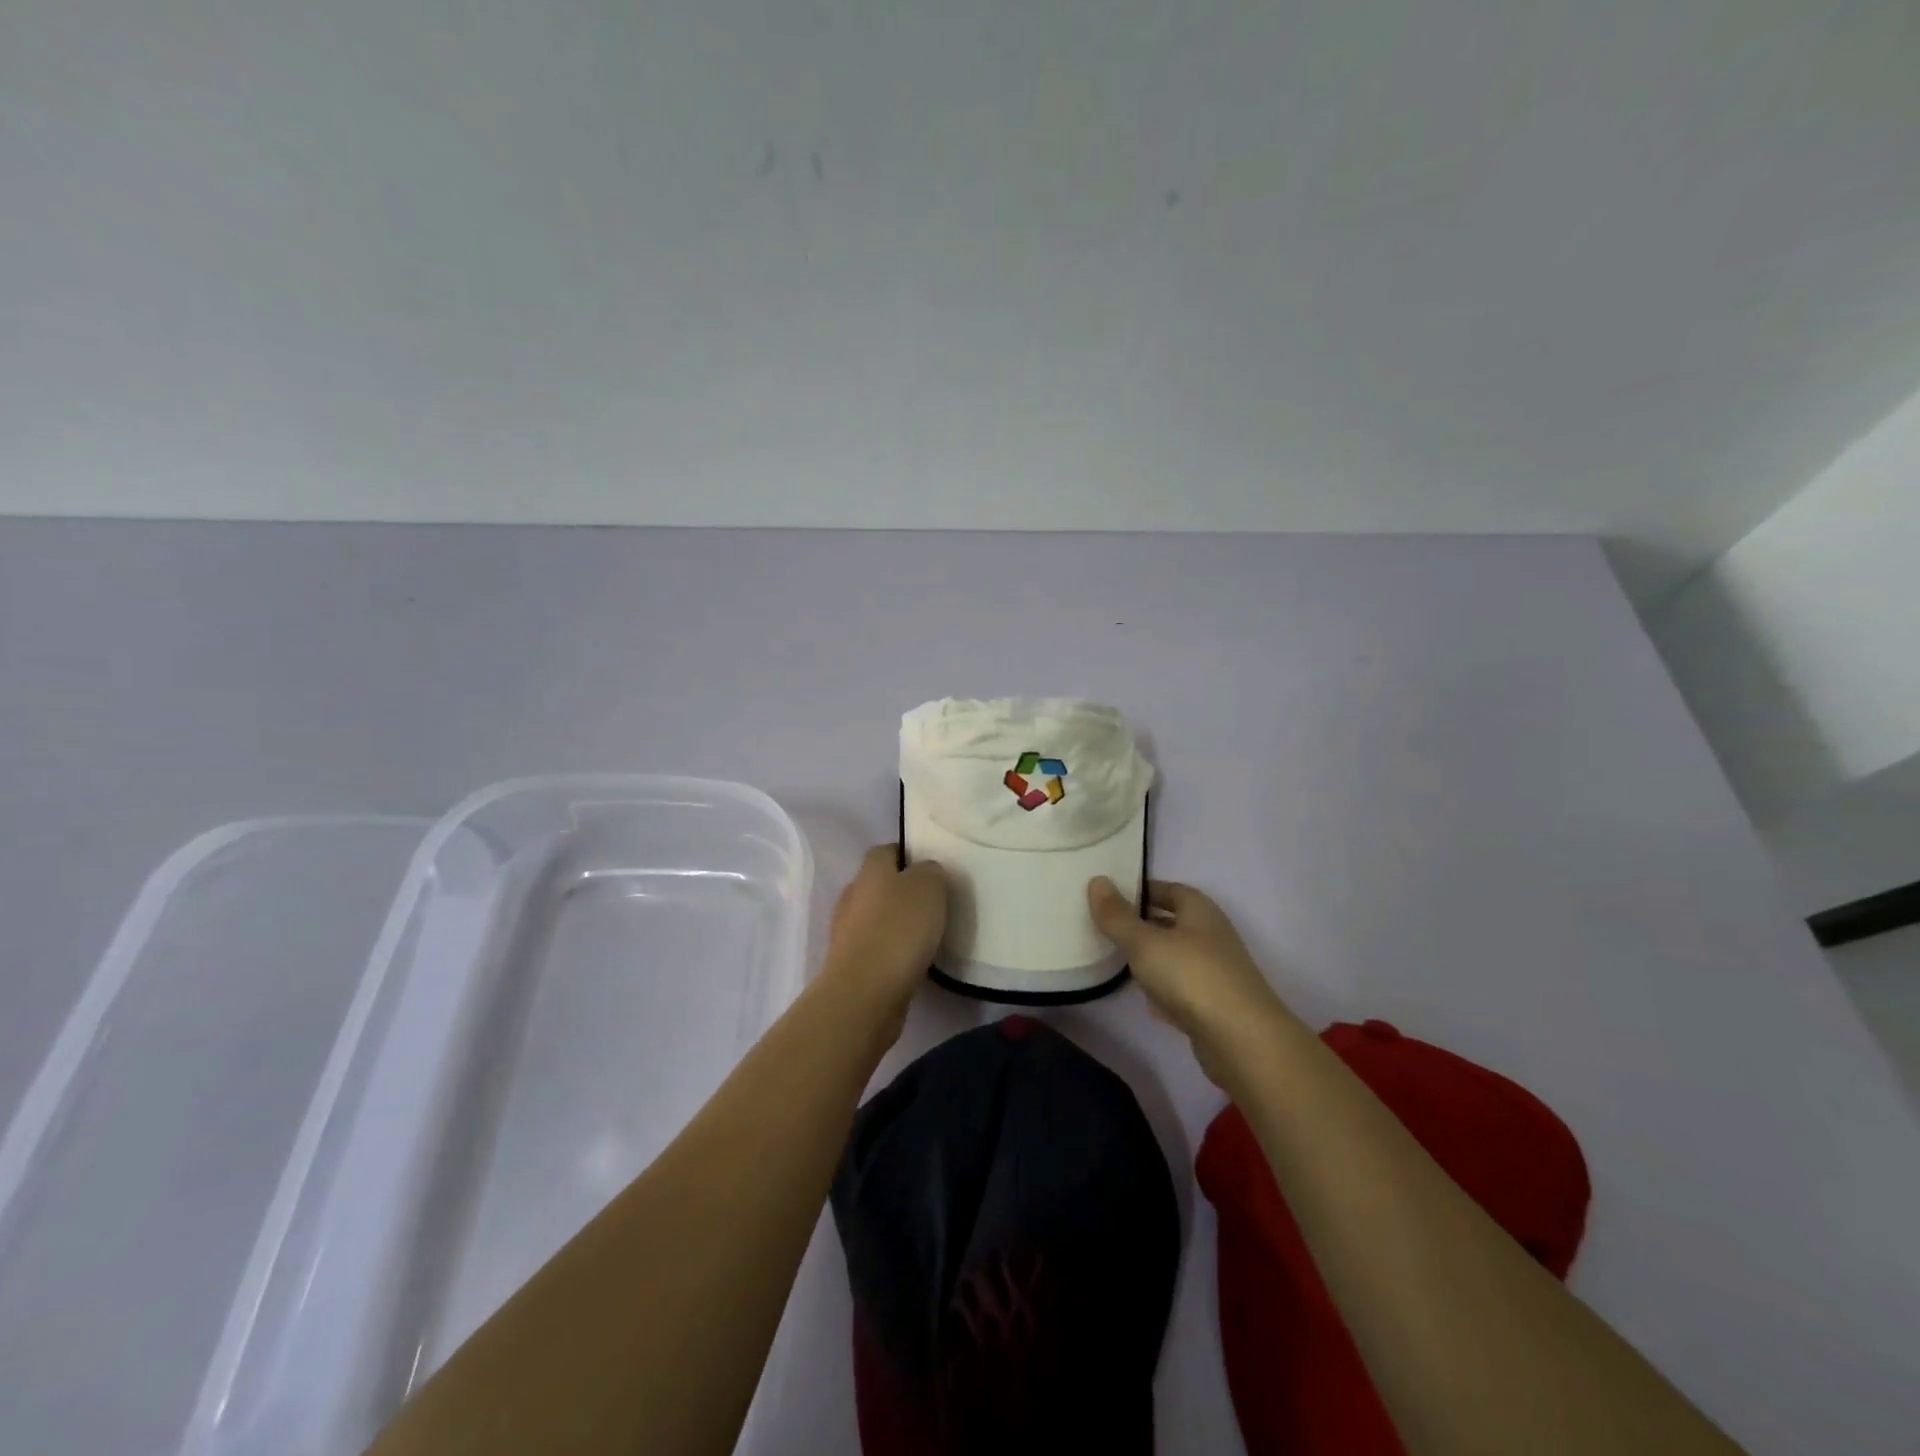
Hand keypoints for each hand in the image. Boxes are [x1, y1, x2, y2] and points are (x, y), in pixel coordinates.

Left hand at [818, 846, 947, 1037]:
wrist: (865, 994)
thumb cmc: (899, 929)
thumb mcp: (929, 887)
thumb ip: (931, 871)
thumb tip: (926, 872)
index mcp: (870, 870)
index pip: (887, 850)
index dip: (909, 855)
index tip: (934, 869)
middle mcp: (853, 895)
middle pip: (880, 884)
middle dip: (904, 891)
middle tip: (936, 903)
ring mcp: (847, 932)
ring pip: (877, 917)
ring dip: (898, 924)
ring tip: (929, 935)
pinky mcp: (851, 965)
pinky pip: (877, 948)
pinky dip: (893, 951)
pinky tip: (914, 961)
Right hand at [1088, 877, 1300, 1086]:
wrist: (1241, 1040)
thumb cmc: (1190, 976)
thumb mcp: (1144, 942)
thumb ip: (1117, 915)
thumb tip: (1096, 880)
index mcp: (1199, 911)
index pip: (1169, 889)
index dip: (1141, 890)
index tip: (1109, 896)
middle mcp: (1211, 936)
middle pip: (1173, 923)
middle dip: (1143, 925)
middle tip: (1106, 927)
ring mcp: (1216, 972)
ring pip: (1176, 957)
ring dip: (1152, 959)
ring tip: (1118, 961)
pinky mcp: (1215, 1006)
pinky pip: (1183, 990)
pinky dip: (1164, 992)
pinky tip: (1146, 1001)